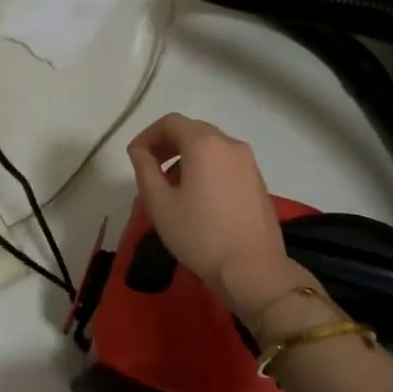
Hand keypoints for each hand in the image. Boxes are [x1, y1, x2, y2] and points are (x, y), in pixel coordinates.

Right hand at [127, 114, 326, 319]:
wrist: (252, 268)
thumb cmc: (199, 234)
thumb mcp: (160, 203)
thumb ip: (145, 169)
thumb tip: (140, 151)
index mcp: (204, 144)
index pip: (171, 122)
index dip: (147, 135)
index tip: (135, 157)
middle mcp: (230, 144)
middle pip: (192, 130)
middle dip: (167, 144)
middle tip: (150, 169)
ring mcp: (248, 162)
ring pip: (210, 146)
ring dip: (186, 157)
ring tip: (171, 187)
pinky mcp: (257, 181)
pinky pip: (225, 162)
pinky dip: (205, 168)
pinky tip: (197, 197)